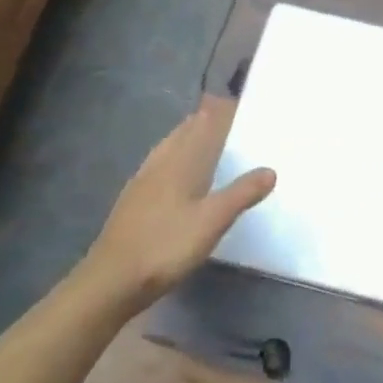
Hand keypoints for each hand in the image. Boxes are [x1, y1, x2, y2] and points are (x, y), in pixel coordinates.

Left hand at [78, 95, 275, 319]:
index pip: (203, 124)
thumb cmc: (166, 246)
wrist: (111, 280)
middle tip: (227, 116)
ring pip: (169, 147)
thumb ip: (242, 193)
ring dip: (188, 136)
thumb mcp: (212, 221)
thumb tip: (270, 170)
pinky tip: (176, 173)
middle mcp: (160, 163)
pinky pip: (159, 165)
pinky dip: (175, 157)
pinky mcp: (133, 200)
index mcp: (180, 162)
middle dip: (204, 120)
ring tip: (205, 137)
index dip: (220, 111)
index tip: (239, 102)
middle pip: (183, 132)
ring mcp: (142, 181)